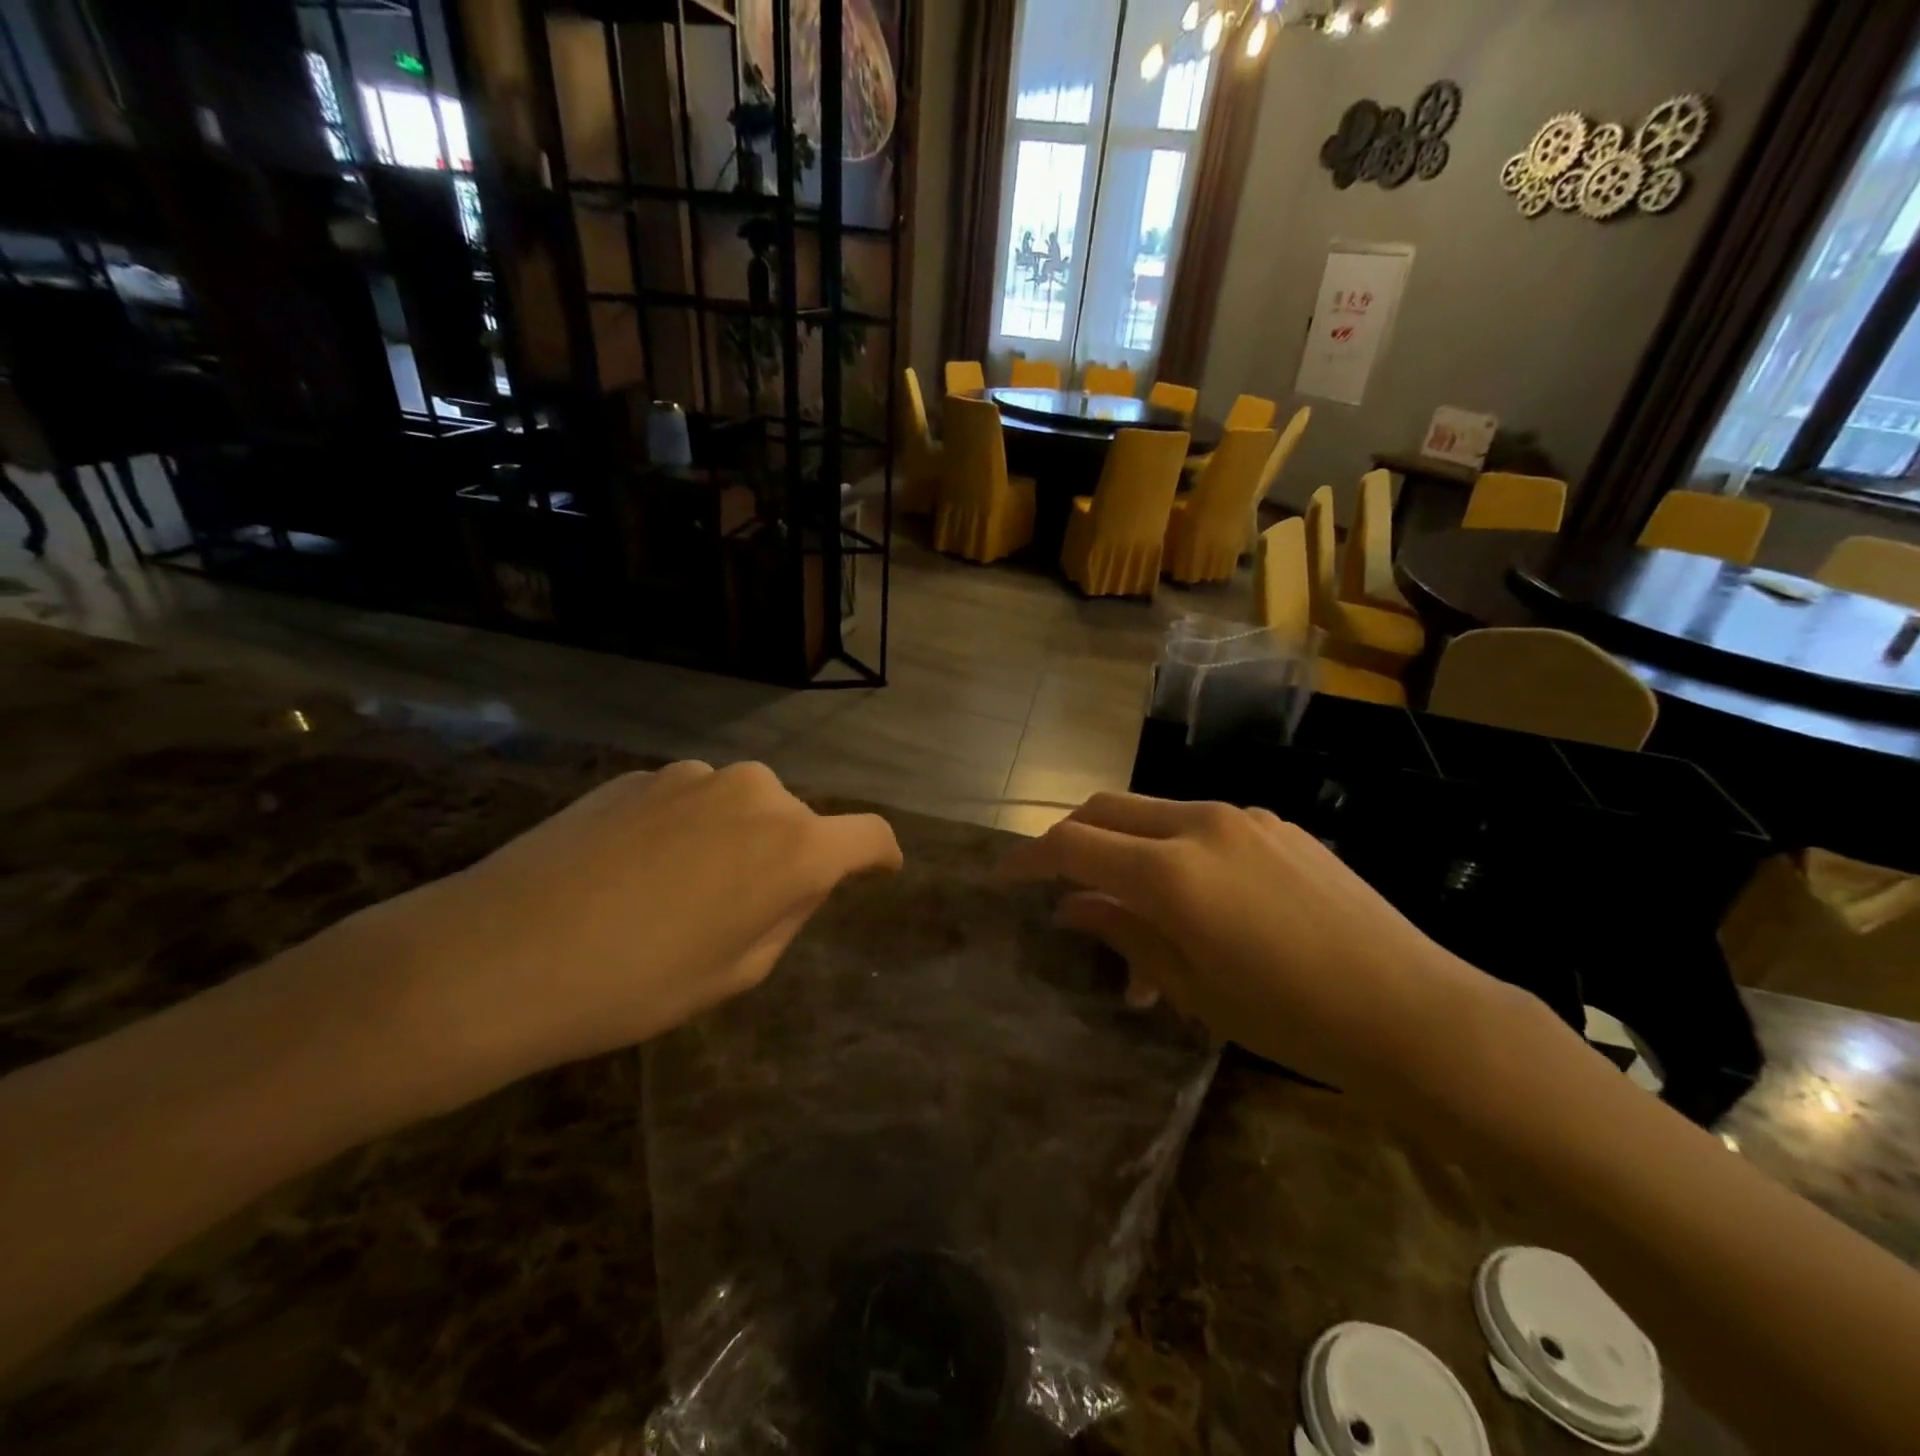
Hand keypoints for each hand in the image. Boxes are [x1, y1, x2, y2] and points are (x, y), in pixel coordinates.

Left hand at [341, 761, 901, 1111]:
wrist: (495, 955)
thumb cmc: (636, 984)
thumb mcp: (736, 972)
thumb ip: (786, 913)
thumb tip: (797, 879)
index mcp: (794, 847)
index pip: (869, 835)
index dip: (881, 856)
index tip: (880, 871)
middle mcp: (757, 793)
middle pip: (799, 822)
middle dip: (789, 859)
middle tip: (743, 911)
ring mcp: (695, 775)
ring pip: (743, 808)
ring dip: (735, 841)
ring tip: (679, 893)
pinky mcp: (642, 774)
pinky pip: (691, 802)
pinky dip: (687, 829)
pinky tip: (634, 872)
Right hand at [997, 792, 1516, 1097]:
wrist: (1415, 1012)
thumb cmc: (1291, 1017)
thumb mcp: (1192, 986)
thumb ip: (1123, 931)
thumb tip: (1072, 906)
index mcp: (1172, 871)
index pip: (1074, 845)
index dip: (1029, 859)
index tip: (1003, 877)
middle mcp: (1202, 824)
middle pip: (1107, 807)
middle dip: (1070, 836)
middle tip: (1055, 880)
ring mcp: (1244, 818)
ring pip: (1154, 812)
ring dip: (1125, 846)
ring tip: (1133, 912)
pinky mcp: (1278, 825)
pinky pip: (1202, 825)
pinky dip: (1172, 849)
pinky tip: (1193, 901)